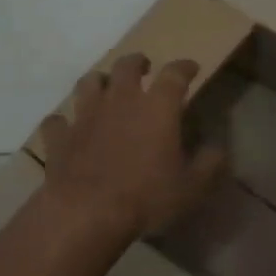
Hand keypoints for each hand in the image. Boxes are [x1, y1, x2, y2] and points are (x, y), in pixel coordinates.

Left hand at [36, 52, 225, 239]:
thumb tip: (218, 150)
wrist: (86, 212)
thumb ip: (208, 164)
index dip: (184, 67)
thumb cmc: (146, 196)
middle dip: (137, 63)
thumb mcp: (191, 187)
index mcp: (157, 107)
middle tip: (144, 68)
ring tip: (104, 88)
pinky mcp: (59, 137)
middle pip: (126, 66)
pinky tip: (68, 128)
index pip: (175, 74)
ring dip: (98, 82)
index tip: (191, 68)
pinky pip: (57, 121)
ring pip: (88, 83)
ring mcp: (85, 116)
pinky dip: (63, 122)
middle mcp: (120, 100)